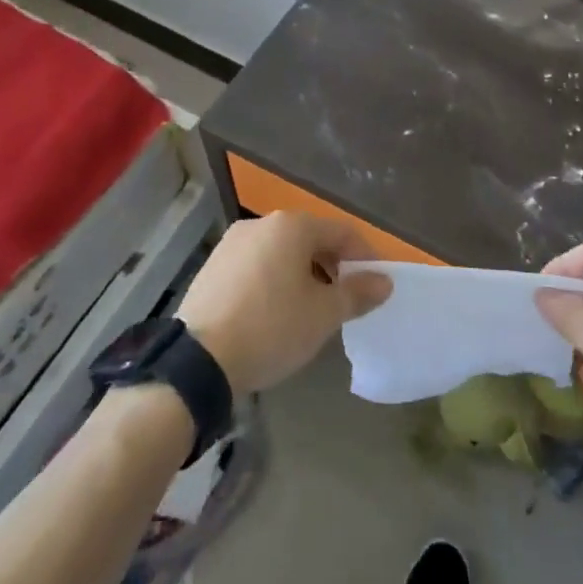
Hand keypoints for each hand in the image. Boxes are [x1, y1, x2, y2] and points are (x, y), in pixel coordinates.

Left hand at [178, 213, 391, 395]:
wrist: (197, 360)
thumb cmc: (271, 328)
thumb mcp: (323, 315)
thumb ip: (357, 293)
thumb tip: (385, 282)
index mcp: (292, 226)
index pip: (342, 233)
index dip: (365, 257)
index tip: (376, 285)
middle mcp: (262, 223)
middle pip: (311, 239)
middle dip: (333, 266)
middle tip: (345, 301)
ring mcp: (233, 243)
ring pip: (282, 252)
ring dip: (303, 274)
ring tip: (310, 310)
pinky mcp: (213, 265)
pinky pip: (257, 265)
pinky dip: (274, 281)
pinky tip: (274, 313)